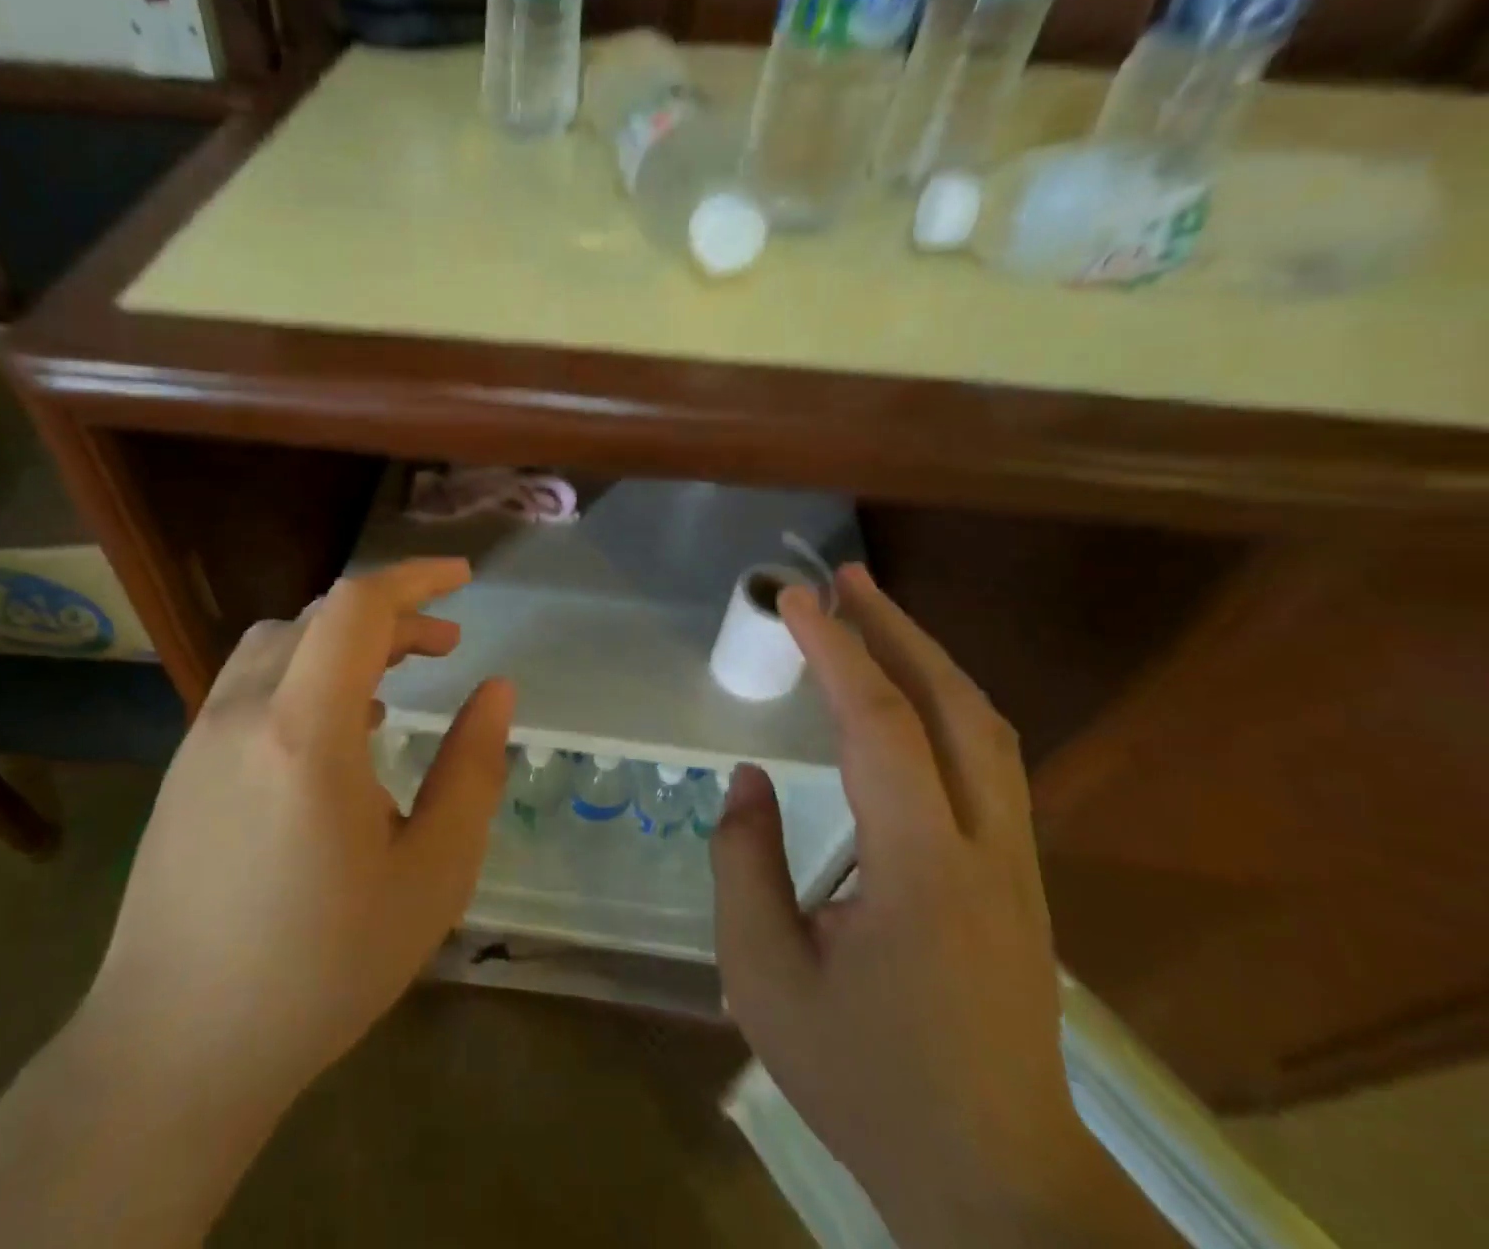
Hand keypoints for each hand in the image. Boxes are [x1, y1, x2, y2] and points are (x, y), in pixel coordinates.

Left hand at [85, 559, 514, 1110]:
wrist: (174, 1051)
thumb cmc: (320, 967)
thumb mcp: (431, 874)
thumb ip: (472, 770)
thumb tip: (496, 691)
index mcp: (305, 731)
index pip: (357, 607)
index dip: (415, 579)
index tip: (463, 581)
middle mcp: (243, 712)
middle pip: (322, 616)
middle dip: (393, 615)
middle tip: (446, 646)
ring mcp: (202, 736)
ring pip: (280, 642)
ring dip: (344, 640)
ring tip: (391, 682)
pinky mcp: (184, 766)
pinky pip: (251, 681)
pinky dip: (306, 670)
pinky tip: (334, 731)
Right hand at [712, 566, 1151, 1247]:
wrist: (997, 1184)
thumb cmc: (867, 1082)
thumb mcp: (765, 979)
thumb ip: (744, 865)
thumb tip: (750, 780)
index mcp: (922, 870)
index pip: (880, 726)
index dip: (835, 651)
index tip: (793, 599)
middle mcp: (987, 849)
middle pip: (955, 705)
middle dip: (897, 629)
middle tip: (844, 579)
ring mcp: (1017, 862)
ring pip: (984, 728)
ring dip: (927, 659)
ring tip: (873, 617)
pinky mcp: (1019, 877)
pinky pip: (986, 760)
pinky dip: (944, 702)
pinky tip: (908, 698)